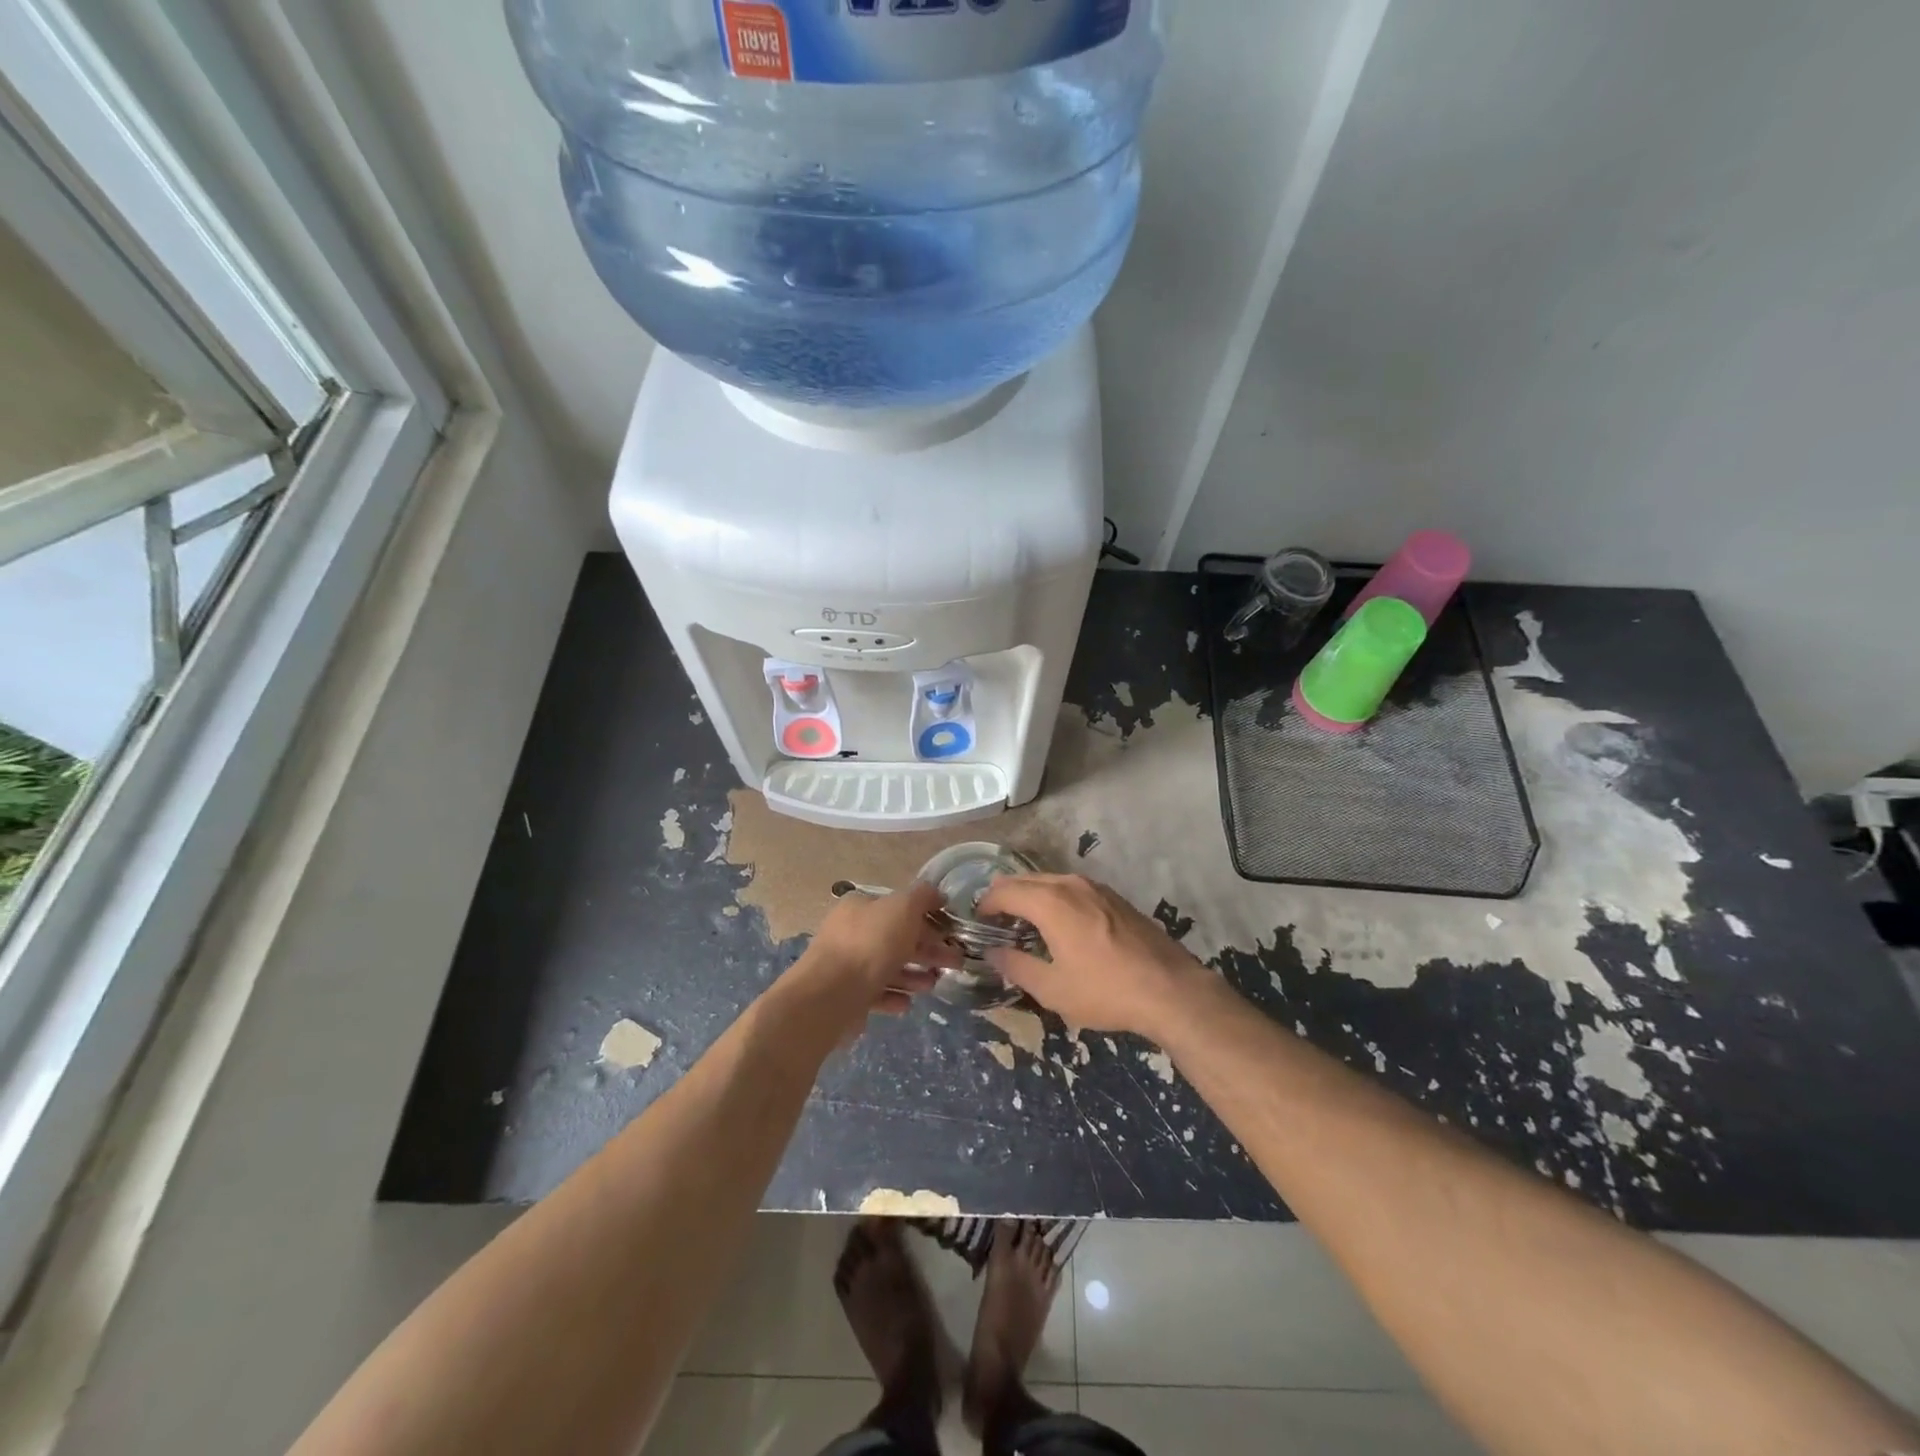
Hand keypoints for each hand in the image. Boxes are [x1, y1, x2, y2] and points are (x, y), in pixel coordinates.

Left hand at [783, 881, 950, 1037]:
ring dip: (914, 975)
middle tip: (955, 963)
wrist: (830, 996)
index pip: (899, 907)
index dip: (927, 917)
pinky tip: (908, 1003)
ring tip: (933, 984)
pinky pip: (876, 993)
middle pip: (897, 938)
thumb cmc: (870, 944)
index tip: (950, 932)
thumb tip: (937, 894)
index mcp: (861, 907)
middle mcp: (851, 932)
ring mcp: (847, 965)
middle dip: (928, 950)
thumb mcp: (903, 908)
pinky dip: (894, 996)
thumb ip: (923, 897)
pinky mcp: (847, 996)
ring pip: (888, 967)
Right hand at [978, 874, 1207, 1038]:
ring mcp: (1096, 888)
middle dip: (1005, 896)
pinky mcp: (1114, 898)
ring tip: (1023, 922)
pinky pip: (1072, 889)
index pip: (1004, 891)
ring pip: (1050, 881)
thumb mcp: (1052, 988)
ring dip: (1031, 896)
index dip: (985, 904)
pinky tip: (1059, 924)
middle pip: (1026, 880)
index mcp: (1050, 902)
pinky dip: (1054, 898)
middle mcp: (1070, 884)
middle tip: (994, 921)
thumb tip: (993, 953)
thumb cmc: (1105, 990)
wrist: (1170, 989)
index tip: (977, 922)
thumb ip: (1016, 966)